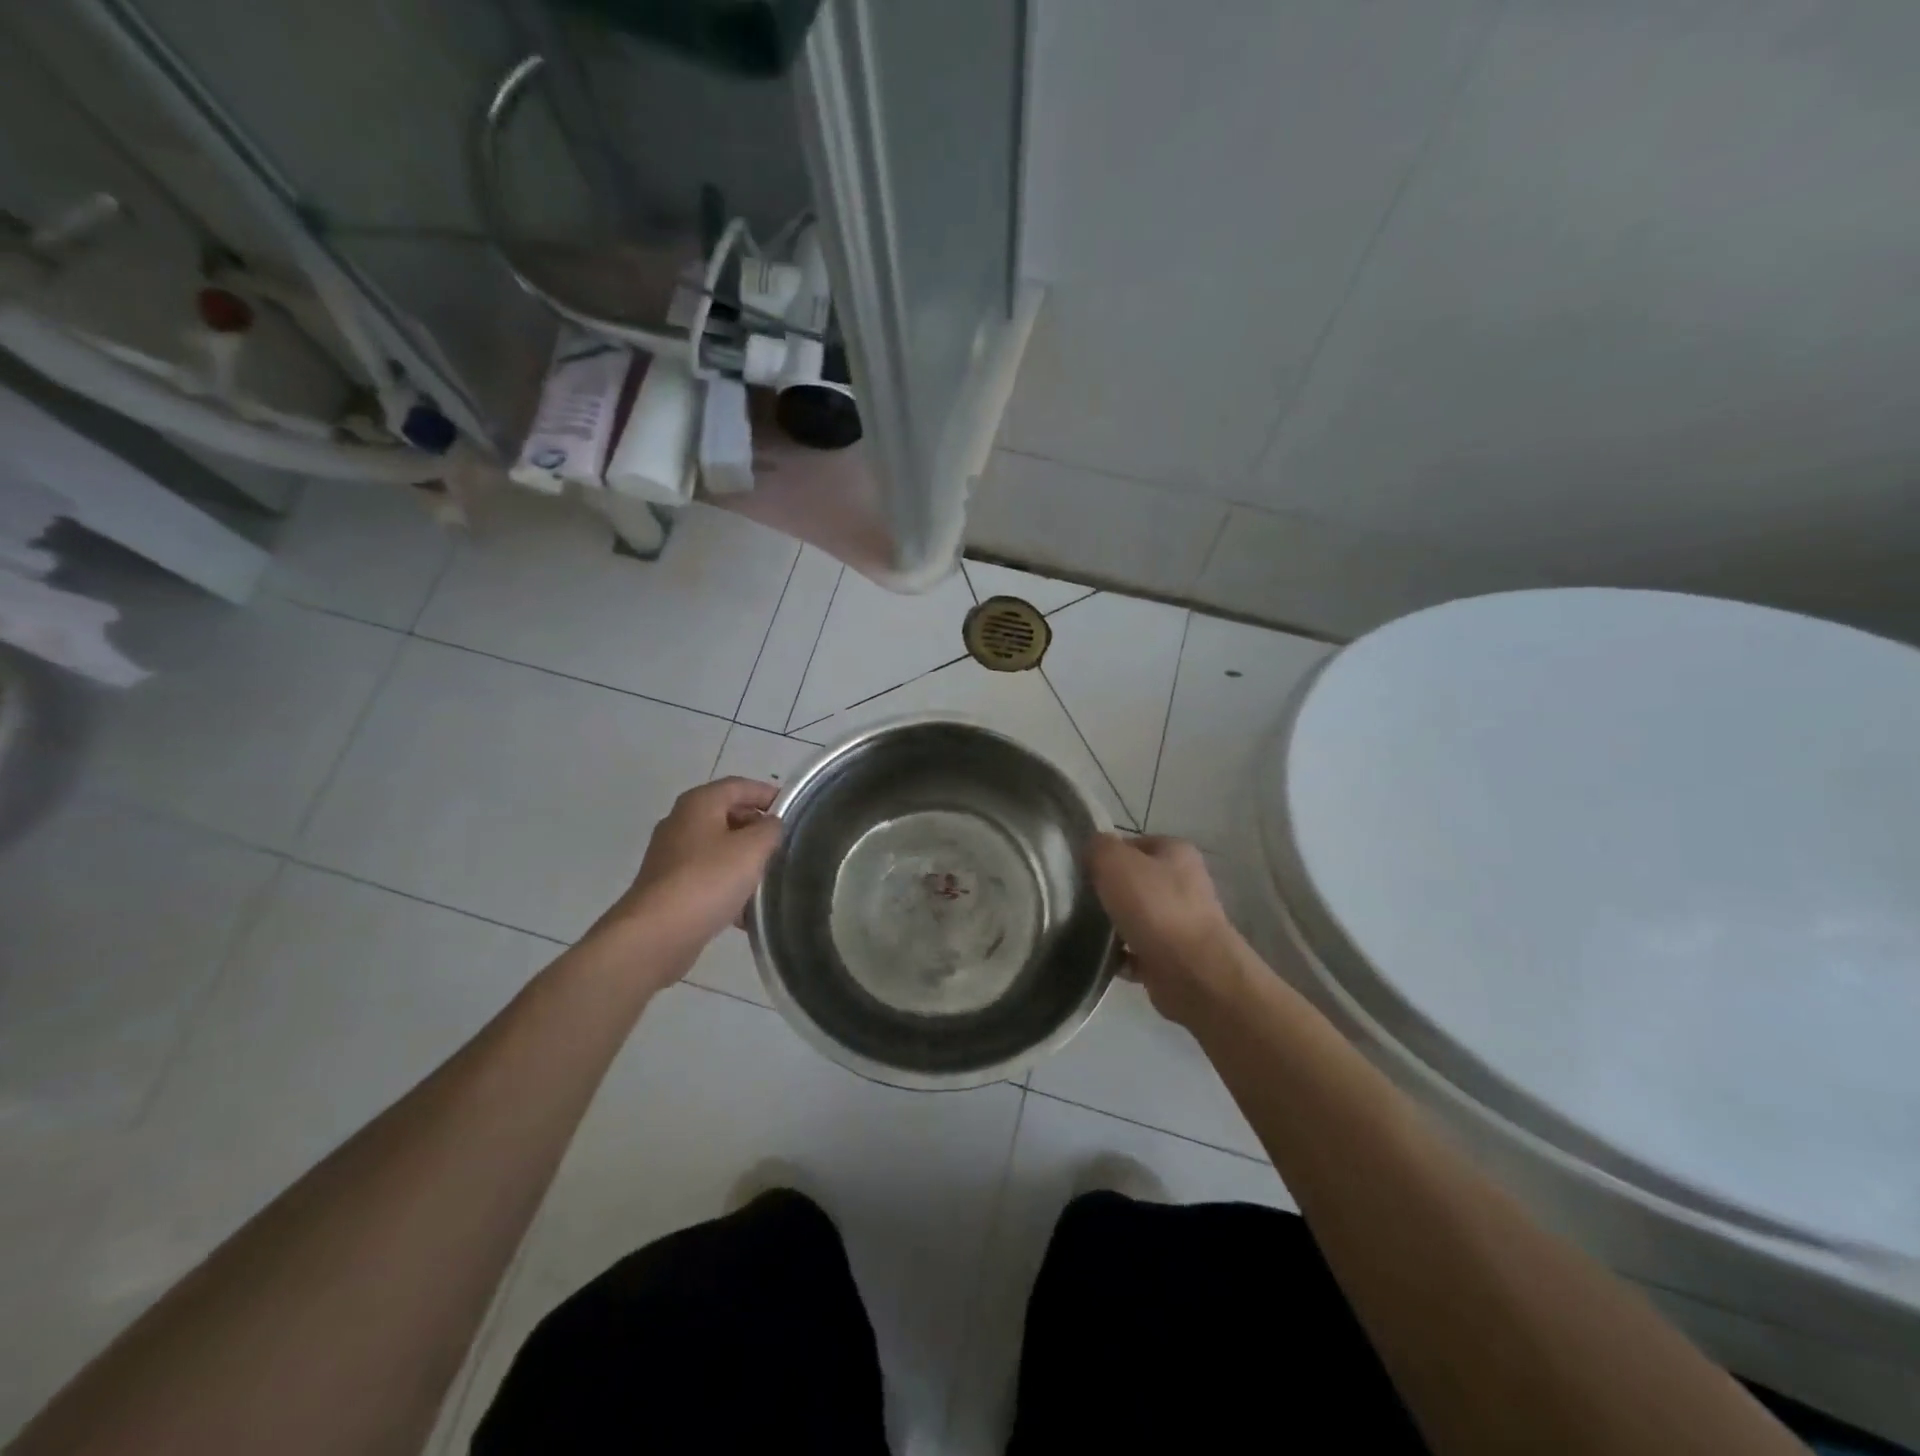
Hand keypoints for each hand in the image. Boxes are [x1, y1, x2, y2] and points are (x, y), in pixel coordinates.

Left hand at [595, 778, 783, 969]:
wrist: (657, 934)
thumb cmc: (708, 879)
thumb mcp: (753, 848)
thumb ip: (770, 829)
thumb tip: (770, 824)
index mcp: (699, 803)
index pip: (740, 785)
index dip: (769, 794)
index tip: (795, 812)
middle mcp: (681, 822)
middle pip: (728, 815)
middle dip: (758, 829)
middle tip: (784, 846)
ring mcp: (672, 856)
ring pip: (719, 849)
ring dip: (745, 861)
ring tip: (770, 879)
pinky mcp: (670, 887)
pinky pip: (708, 877)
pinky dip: (728, 886)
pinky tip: (746, 911)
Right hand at [1087, 833, 1247, 1025]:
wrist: (1193, 974)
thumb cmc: (1155, 908)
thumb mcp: (1115, 862)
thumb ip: (1099, 847)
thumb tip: (1093, 847)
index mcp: (1176, 852)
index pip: (1134, 844)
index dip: (1106, 854)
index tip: (1082, 870)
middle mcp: (1184, 884)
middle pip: (1134, 881)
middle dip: (1108, 891)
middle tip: (1079, 900)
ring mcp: (1182, 923)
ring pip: (1136, 917)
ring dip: (1113, 925)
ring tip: (1085, 931)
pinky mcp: (1174, 958)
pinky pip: (1137, 951)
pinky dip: (1121, 956)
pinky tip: (1103, 958)